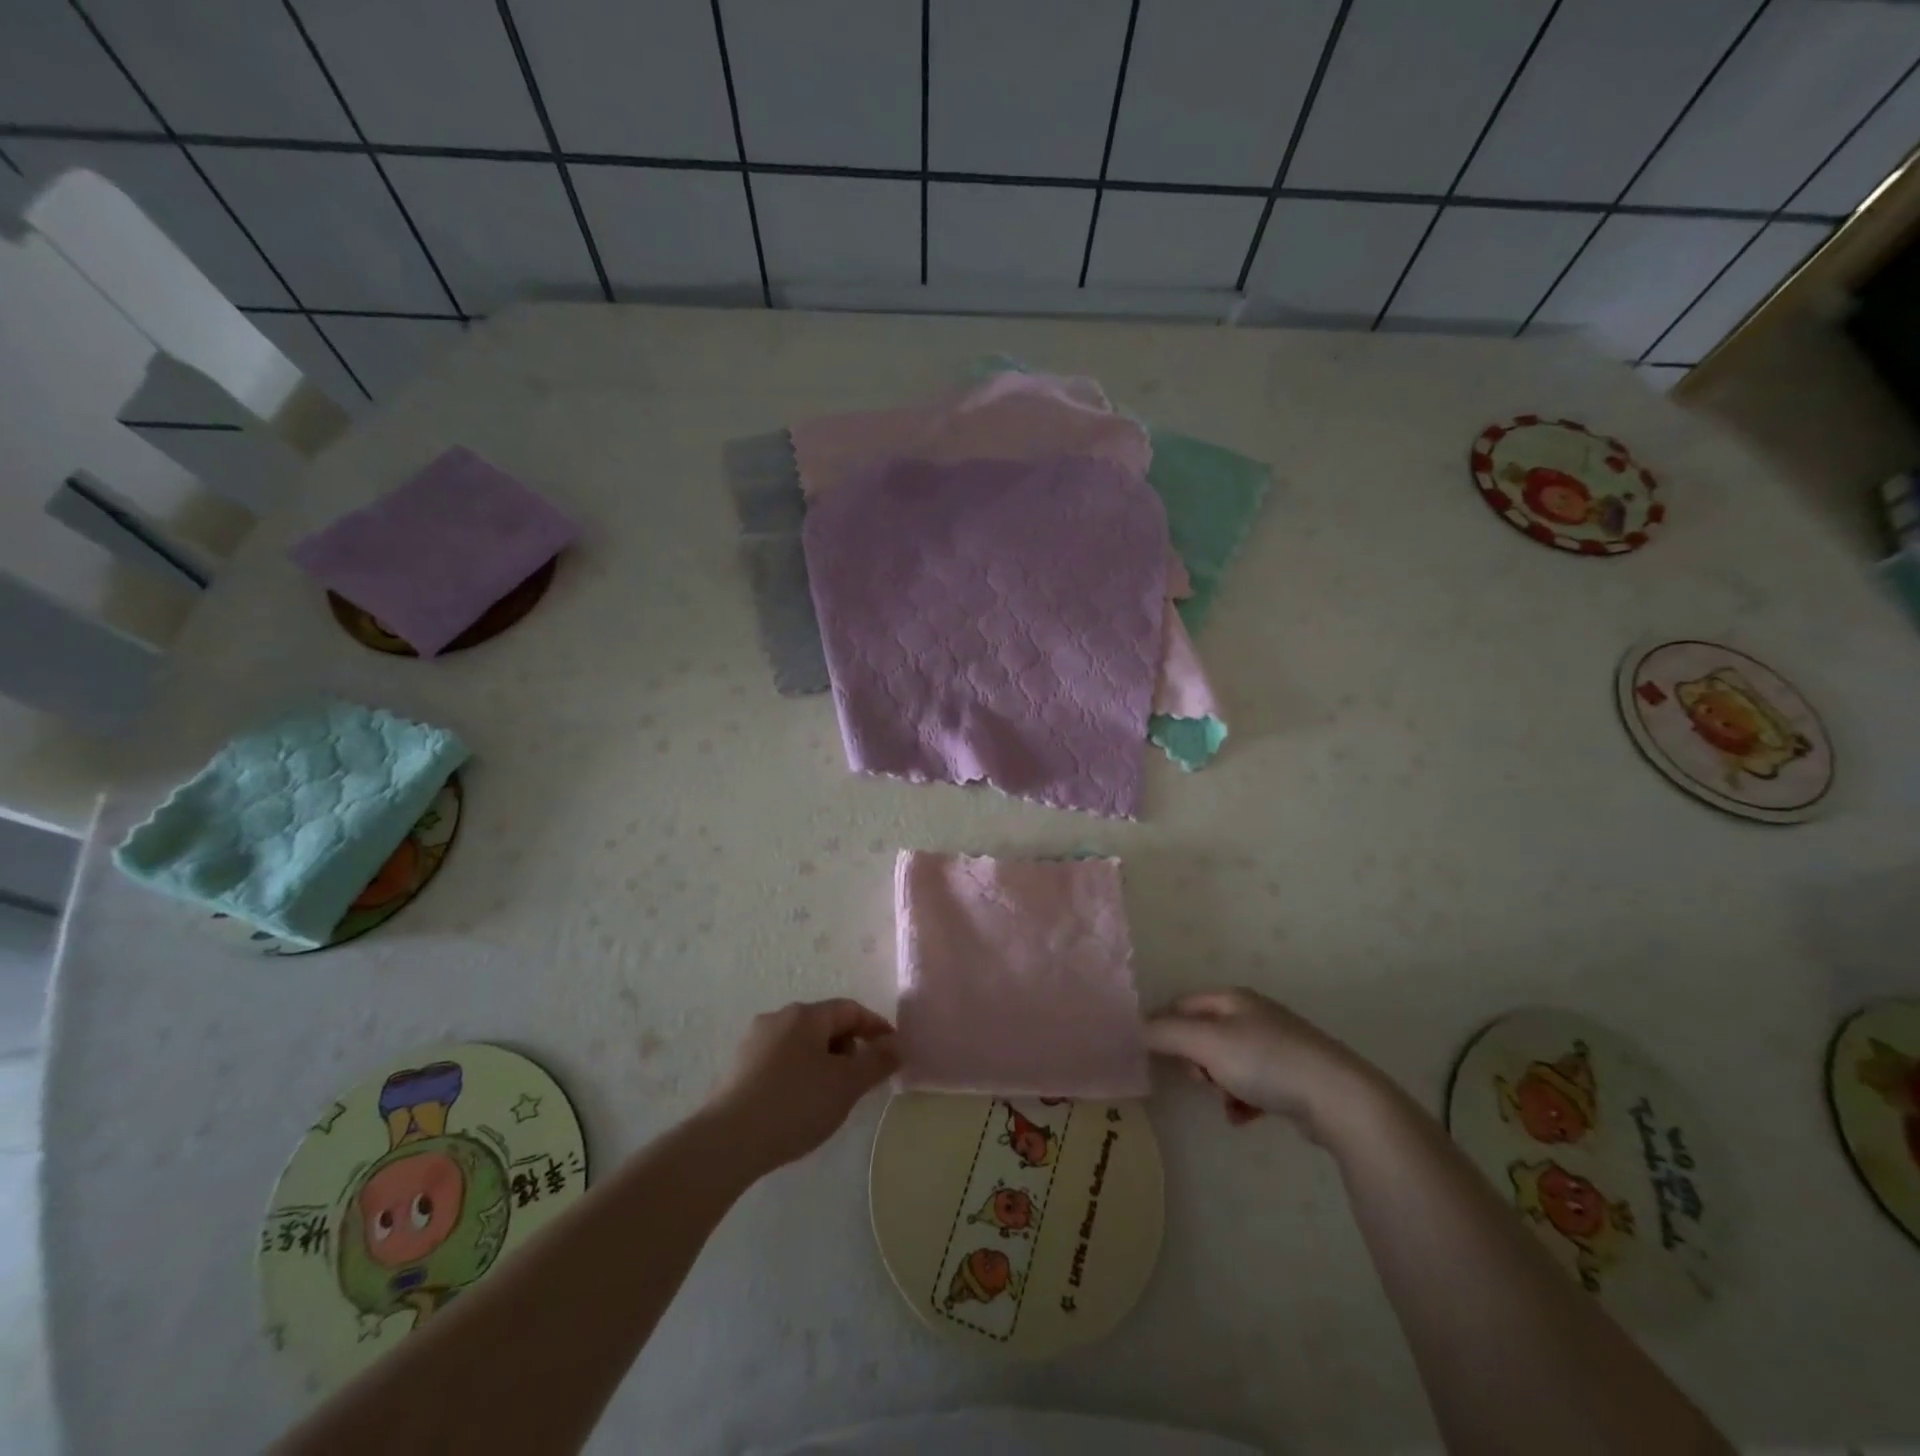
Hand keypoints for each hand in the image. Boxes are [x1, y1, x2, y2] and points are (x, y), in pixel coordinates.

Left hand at [705, 999, 900, 1173]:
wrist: (728, 1141)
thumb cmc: (796, 1103)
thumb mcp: (847, 1084)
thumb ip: (877, 1061)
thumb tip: (897, 1044)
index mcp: (805, 1015)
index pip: (850, 1009)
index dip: (875, 1026)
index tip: (892, 1050)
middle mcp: (778, 1019)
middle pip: (825, 1025)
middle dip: (849, 1047)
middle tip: (862, 1079)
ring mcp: (754, 1043)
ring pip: (802, 1044)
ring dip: (824, 1062)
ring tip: (833, 1096)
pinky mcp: (738, 1070)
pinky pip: (782, 1062)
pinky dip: (801, 1075)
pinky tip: (801, 1105)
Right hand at [1144, 988, 1377, 1141]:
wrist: (1339, 1098)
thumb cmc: (1267, 1062)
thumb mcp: (1207, 1043)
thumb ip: (1166, 1033)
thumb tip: (1135, 1027)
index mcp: (1232, 998)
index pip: (1181, 1004)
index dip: (1164, 1028)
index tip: (1158, 1058)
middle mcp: (1253, 1014)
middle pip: (1203, 1034)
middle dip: (1195, 1060)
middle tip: (1202, 1080)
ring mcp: (1276, 1044)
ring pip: (1226, 1061)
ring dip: (1218, 1083)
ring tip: (1227, 1102)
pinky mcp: (1293, 1076)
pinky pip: (1251, 1084)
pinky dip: (1241, 1100)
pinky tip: (1244, 1117)